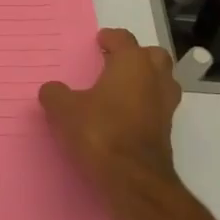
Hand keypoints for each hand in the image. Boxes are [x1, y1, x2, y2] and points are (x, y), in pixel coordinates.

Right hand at [39, 28, 182, 203]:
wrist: (133, 181)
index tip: (99, 41)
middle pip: (153, 57)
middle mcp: (155, 80)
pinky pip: (156, 109)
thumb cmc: (100, 132)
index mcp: (133, 64)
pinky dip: (144, 107)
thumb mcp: (64, 110)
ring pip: (161, 83)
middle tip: (114, 62)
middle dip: (137, 56)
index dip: (110, 38)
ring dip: (145, 82)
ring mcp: (165, 108)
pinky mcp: (166, 134)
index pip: (124, 39)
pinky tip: (123, 117)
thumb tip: (52, 91)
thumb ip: (56, 94)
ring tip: (120, 90)